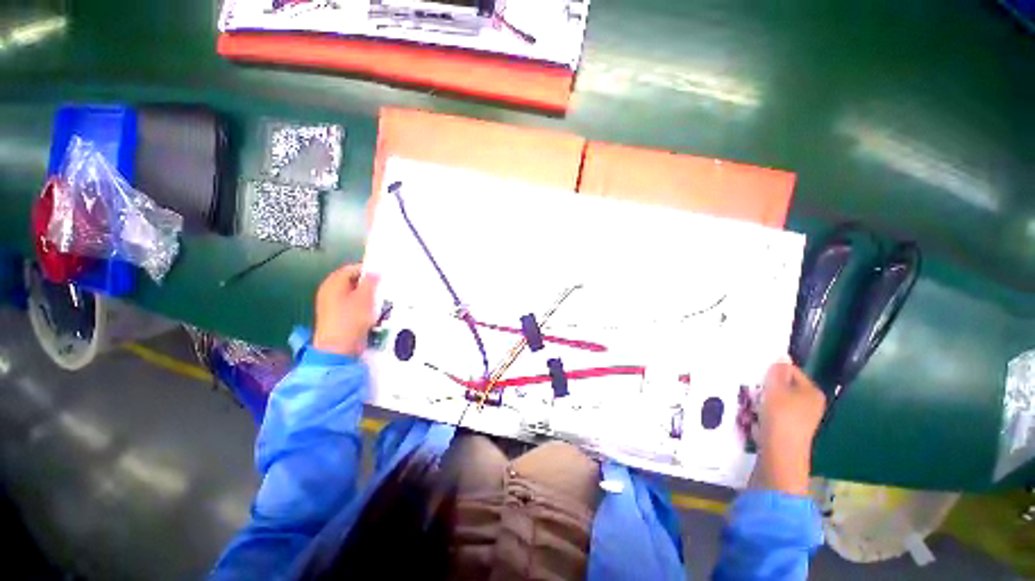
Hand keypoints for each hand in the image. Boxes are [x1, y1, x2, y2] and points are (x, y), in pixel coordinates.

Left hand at [313, 264, 379, 355]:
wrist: (338, 348)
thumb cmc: (351, 319)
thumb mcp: (366, 297)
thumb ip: (371, 281)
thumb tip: (375, 272)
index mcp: (333, 283)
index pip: (352, 269)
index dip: (368, 270)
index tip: (382, 276)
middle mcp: (329, 291)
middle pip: (352, 282)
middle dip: (368, 284)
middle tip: (382, 288)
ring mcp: (331, 305)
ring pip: (353, 294)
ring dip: (367, 296)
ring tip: (380, 301)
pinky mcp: (336, 317)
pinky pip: (352, 306)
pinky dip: (363, 306)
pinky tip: (372, 313)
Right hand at [750, 360, 825, 495]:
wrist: (780, 453)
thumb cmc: (780, 417)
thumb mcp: (776, 389)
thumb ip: (777, 371)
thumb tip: (782, 355)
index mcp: (812, 392)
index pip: (790, 371)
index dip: (772, 371)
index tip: (756, 375)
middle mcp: (811, 403)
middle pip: (783, 386)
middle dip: (765, 386)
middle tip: (751, 388)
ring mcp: (801, 418)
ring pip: (777, 400)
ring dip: (762, 399)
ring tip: (749, 402)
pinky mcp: (790, 429)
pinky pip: (775, 413)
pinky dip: (764, 412)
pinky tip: (753, 415)